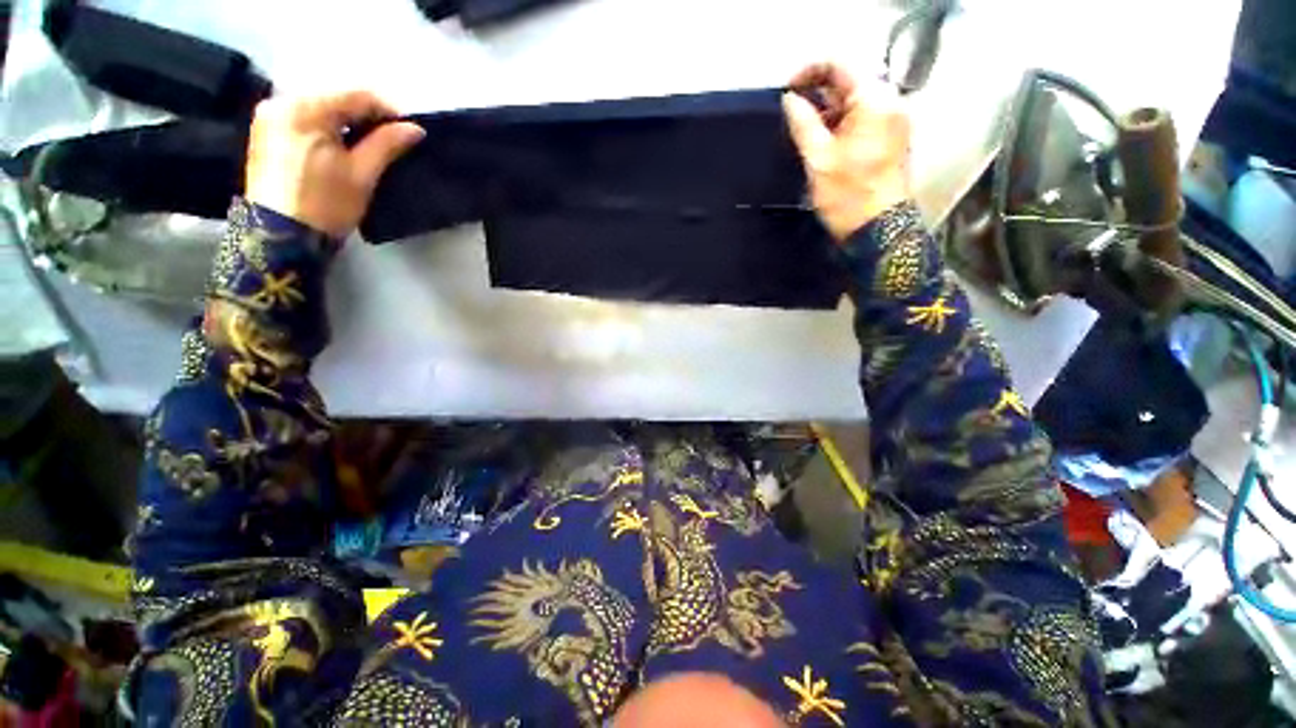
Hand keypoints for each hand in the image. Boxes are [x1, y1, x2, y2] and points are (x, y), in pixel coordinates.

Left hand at [244, 91, 424, 237]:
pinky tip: (343, 150)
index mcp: (305, 107)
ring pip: (322, 110)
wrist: (280, 237)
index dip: (389, 111)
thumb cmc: (326, 204)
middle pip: (337, 100)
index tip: (409, 132)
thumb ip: (387, 144)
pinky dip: (328, 130)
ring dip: (348, 125)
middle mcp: (282, 102)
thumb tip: (415, 128)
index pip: (357, 95)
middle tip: (391, 142)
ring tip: (370, 148)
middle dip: (367, 119)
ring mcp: (270, 117)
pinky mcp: (265, 133)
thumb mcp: (362, 173)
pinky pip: (306, 121)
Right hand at [782, 63, 911, 240]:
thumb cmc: (847, 195)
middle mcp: (890, 101)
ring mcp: (893, 119)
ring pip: (856, 100)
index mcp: (874, 100)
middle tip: (791, 111)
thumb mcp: (818, 159)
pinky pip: (863, 117)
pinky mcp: (891, 136)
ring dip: (828, 109)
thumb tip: (789, 99)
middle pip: (850, 81)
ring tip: (803, 128)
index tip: (786, 89)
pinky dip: (841, 122)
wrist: (877, 230)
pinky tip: (823, 139)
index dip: (809, 71)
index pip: (840, 65)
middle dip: (818, 91)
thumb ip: (803, 123)